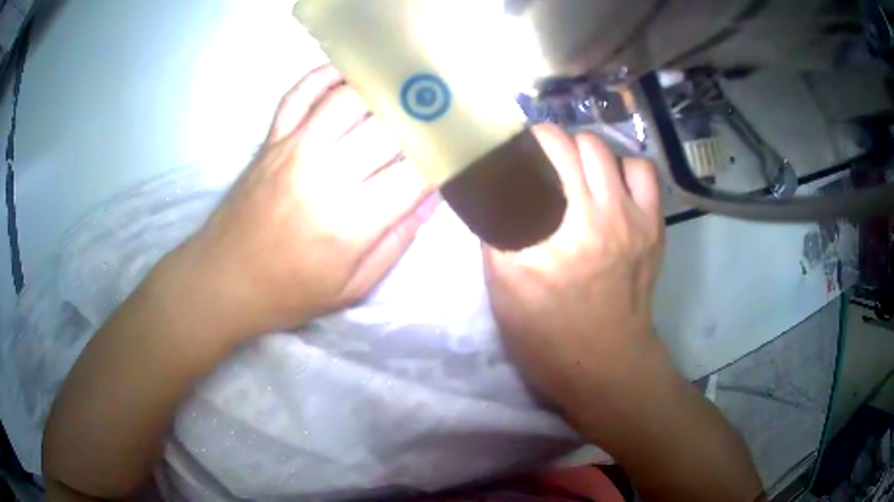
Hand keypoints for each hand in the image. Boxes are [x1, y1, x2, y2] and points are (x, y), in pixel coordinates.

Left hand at [187, 65, 432, 335]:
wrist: (224, 281)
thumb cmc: (289, 292)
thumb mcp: (353, 287)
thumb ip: (398, 241)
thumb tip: (431, 197)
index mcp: (350, 222)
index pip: (415, 173)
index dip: (442, 158)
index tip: (455, 153)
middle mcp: (324, 174)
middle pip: (387, 127)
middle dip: (421, 120)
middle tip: (439, 118)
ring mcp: (293, 149)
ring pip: (349, 98)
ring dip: (383, 91)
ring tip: (404, 93)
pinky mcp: (271, 139)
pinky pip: (300, 92)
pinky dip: (327, 76)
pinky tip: (349, 77)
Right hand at [483, 124, 664, 417]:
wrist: (605, 363)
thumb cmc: (547, 334)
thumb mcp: (503, 290)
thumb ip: (495, 234)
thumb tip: (495, 192)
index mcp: (549, 234)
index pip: (529, 160)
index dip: (519, 145)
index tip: (514, 151)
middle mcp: (592, 215)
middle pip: (567, 143)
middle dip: (550, 142)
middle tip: (543, 161)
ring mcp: (630, 218)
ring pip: (603, 148)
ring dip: (585, 151)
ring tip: (578, 169)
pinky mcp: (653, 226)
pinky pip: (641, 170)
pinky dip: (624, 167)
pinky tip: (613, 182)